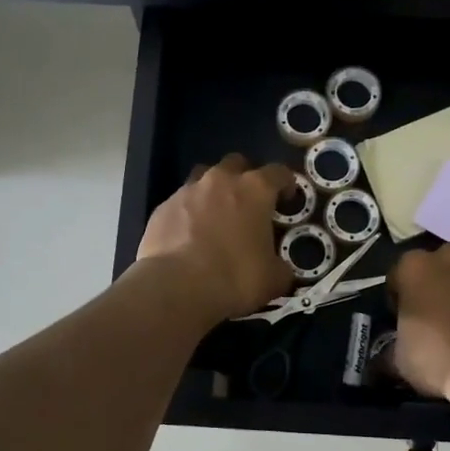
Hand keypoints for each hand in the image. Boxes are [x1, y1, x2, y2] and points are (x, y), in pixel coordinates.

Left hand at [136, 155, 295, 324]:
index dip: (286, 183)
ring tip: (215, 215)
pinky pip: (180, 203)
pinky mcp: (162, 208)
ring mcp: (187, 191)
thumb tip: (279, 268)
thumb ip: (280, 265)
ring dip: (212, 190)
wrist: (177, 287)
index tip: (287, 199)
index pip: (278, 172)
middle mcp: (220, 181)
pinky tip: (188, 236)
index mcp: (255, 190)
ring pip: (203, 177)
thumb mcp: (273, 278)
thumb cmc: (235, 278)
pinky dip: (187, 213)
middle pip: (236, 163)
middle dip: (244, 177)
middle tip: (248, 202)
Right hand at [388, 245, 449, 403]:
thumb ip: (389, 351)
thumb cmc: (441, 360)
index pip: (397, 277)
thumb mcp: (400, 362)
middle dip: (435, 288)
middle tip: (437, 322)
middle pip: (436, 268)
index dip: (399, 301)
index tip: (404, 322)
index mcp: (414, 268)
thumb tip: (381, 360)